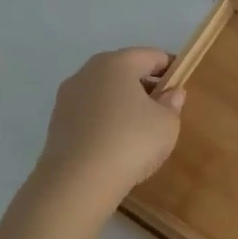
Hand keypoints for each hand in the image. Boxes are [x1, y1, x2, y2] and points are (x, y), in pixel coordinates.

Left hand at [35, 48, 184, 201]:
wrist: (77, 182)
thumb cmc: (131, 141)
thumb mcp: (167, 123)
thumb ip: (172, 103)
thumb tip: (170, 93)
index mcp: (117, 63)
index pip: (151, 56)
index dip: (171, 68)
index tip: (181, 86)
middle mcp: (87, 72)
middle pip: (124, 71)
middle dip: (145, 86)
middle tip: (162, 109)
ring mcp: (67, 98)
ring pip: (104, 92)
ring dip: (123, 104)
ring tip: (139, 131)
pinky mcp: (56, 123)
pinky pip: (89, 114)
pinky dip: (105, 121)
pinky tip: (116, 145)